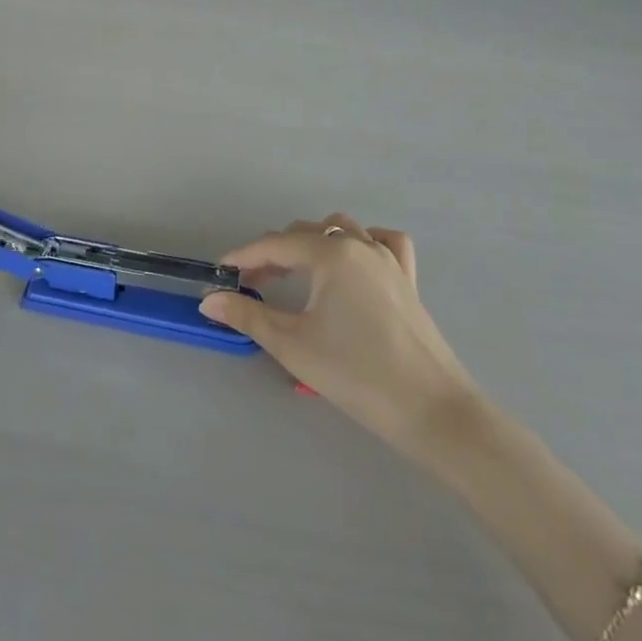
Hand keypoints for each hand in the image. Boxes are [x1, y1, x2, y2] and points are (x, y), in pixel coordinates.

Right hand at [199, 215, 477, 453]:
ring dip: (312, 243)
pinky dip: (363, 242)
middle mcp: (359, 245)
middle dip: (273, 253)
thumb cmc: (356, 375)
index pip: (275, 245)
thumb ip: (248, 316)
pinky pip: (384, 242)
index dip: (243, 256)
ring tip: (295, 274)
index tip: (220, 272)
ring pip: (342, 230)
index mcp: (330, 255)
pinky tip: (352, 262)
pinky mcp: (408, 279)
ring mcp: (388, 260)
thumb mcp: (293, 345)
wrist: (432, 410)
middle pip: (305, 234)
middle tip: (252, 285)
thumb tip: (209, 300)